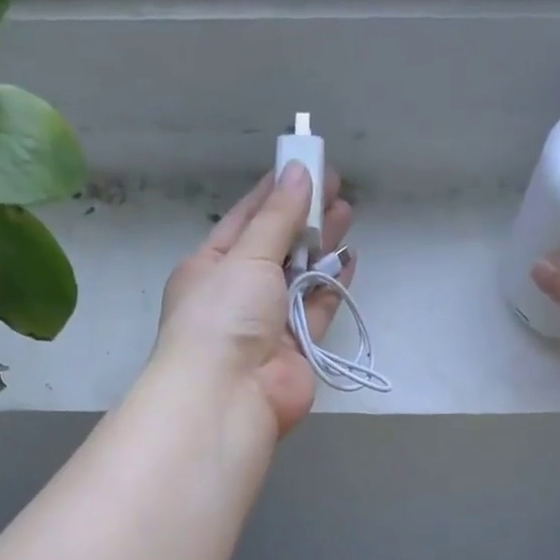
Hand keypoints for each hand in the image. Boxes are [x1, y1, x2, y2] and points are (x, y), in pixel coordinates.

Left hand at [153, 164, 352, 435]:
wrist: (230, 395)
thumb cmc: (225, 315)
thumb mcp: (246, 256)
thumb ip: (277, 218)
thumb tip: (299, 174)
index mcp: (210, 267)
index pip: (244, 220)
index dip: (274, 193)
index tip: (303, 165)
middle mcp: (238, 294)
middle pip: (276, 247)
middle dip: (304, 217)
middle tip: (336, 186)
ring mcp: (268, 324)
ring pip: (300, 277)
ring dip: (322, 247)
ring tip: (348, 213)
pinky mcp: (297, 349)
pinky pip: (318, 309)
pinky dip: (333, 285)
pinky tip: (350, 258)